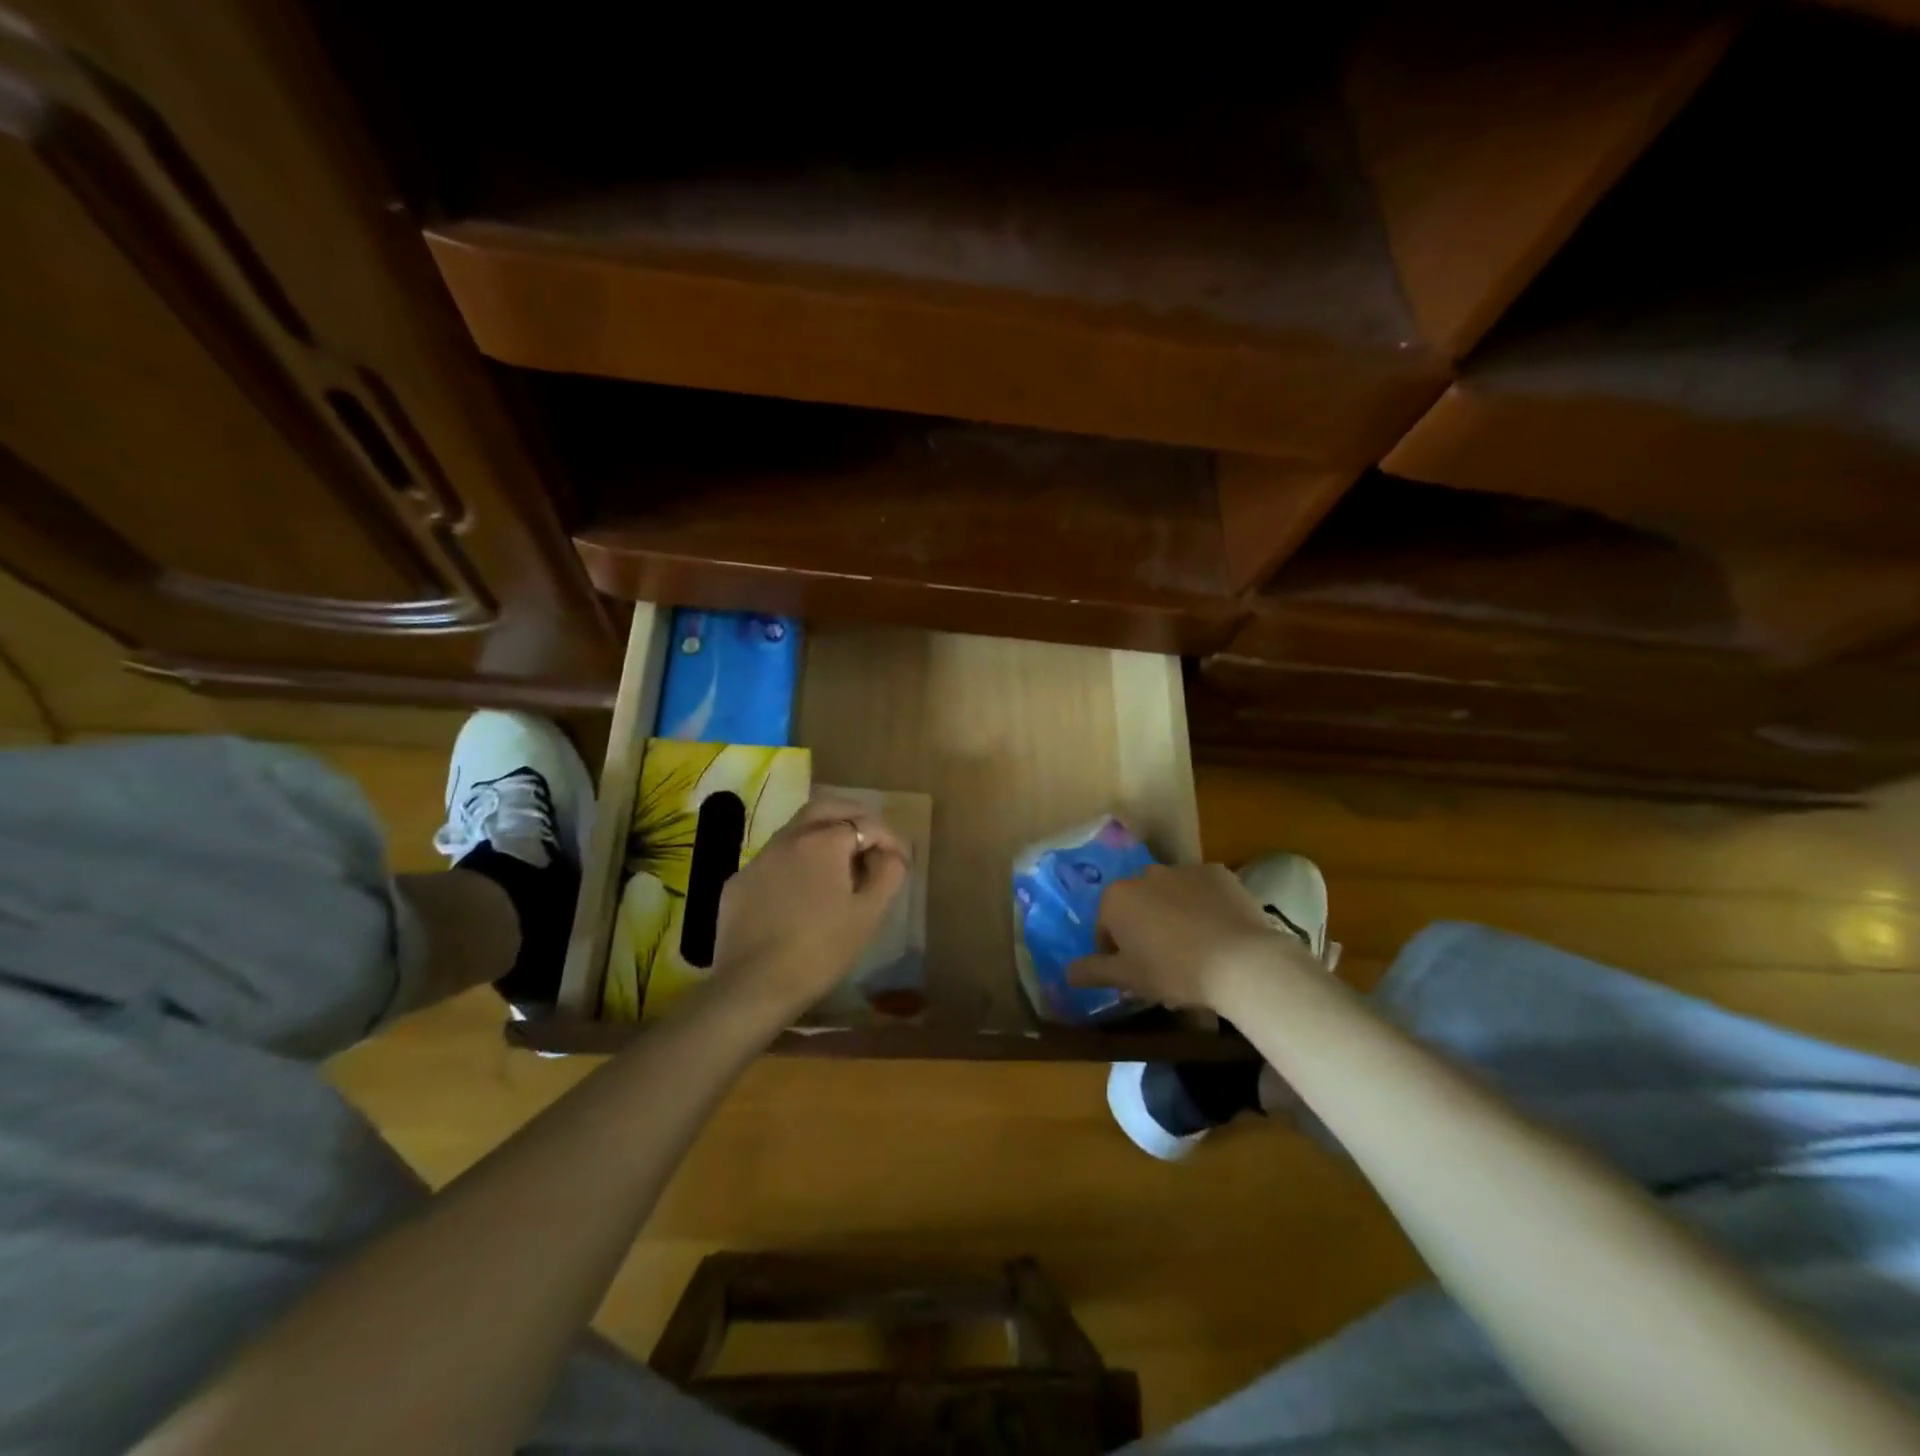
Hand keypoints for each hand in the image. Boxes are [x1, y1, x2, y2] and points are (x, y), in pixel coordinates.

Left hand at [712, 796, 909, 1017]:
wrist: (754, 985)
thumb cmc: (821, 949)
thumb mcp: (868, 915)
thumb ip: (887, 875)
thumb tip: (890, 854)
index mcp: (824, 841)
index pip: (865, 825)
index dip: (888, 839)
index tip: (900, 860)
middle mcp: (789, 838)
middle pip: (825, 809)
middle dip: (852, 816)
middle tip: (870, 836)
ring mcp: (760, 858)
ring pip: (796, 830)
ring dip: (822, 833)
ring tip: (840, 859)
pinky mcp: (739, 881)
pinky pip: (775, 858)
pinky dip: (796, 860)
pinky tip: (803, 886)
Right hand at [1066, 863, 1309, 1010]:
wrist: (1240, 961)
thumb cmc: (1173, 970)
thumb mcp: (1128, 979)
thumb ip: (1092, 972)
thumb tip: (1066, 973)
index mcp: (1117, 897)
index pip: (1105, 926)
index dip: (1115, 952)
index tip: (1132, 974)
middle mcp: (1145, 874)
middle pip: (1137, 905)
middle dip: (1143, 928)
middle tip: (1162, 962)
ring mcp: (1183, 869)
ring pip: (1169, 895)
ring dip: (1173, 914)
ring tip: (1193, 949)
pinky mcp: (1218, 873)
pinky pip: (1203, 891)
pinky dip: (1205, 906)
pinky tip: (1218, 934)